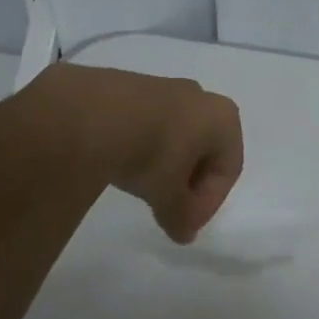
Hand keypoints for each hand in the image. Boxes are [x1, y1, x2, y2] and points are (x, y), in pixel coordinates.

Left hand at [35, 65, 243, 242]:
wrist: (90, 114)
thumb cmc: (150, 153)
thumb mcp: (170, 197)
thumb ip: (182, 217)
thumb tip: (184, 234)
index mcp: (224, 118)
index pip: (228, 169)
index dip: (208, 203)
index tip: (184, 224)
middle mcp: (200, 97)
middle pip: (204, 150)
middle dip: (188, 183)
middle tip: (167, 207)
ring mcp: (164, 86)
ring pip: (175, 136)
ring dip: (165, 165)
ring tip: (141, 187)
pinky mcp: (129, 85)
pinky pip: (147, 123)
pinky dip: (142, 146)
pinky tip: (122, 163)